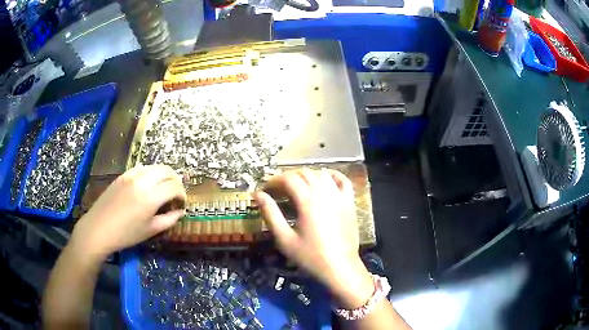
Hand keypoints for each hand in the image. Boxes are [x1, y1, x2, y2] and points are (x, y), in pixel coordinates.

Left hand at [70, 165, 186, 259]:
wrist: (99, 229)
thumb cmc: (126, 234)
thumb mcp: (150, 230)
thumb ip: (169, 219)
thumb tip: (180, 211)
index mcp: (151, 196)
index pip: (174, 186)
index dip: (182, 194)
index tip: (181, 204)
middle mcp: (143, 180)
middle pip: (167, 170)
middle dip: (175, 180)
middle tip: (175, 194)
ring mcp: (131, 175)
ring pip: (154, 167)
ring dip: (163, 175)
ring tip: (162, 189)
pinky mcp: (123, 175)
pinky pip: (142, 168)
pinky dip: (150, 174)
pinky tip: (147, 186)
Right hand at [254, 169, 373, 307]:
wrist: (339, 267)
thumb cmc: (310, 256)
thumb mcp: (284, 238)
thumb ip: (271, 214)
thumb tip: (258, 194)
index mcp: (307, 201)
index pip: (289, 178)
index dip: (274, 180)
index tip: (266, 189)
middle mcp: (324, 193)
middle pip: (305, 173)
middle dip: (288, 177)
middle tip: (278, 190)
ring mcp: (339, 196)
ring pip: (322, 174)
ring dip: (307, 175)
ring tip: (298, 186)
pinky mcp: (349, 202)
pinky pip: (343, 180)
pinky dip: (332, 175)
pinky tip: (324, 179)